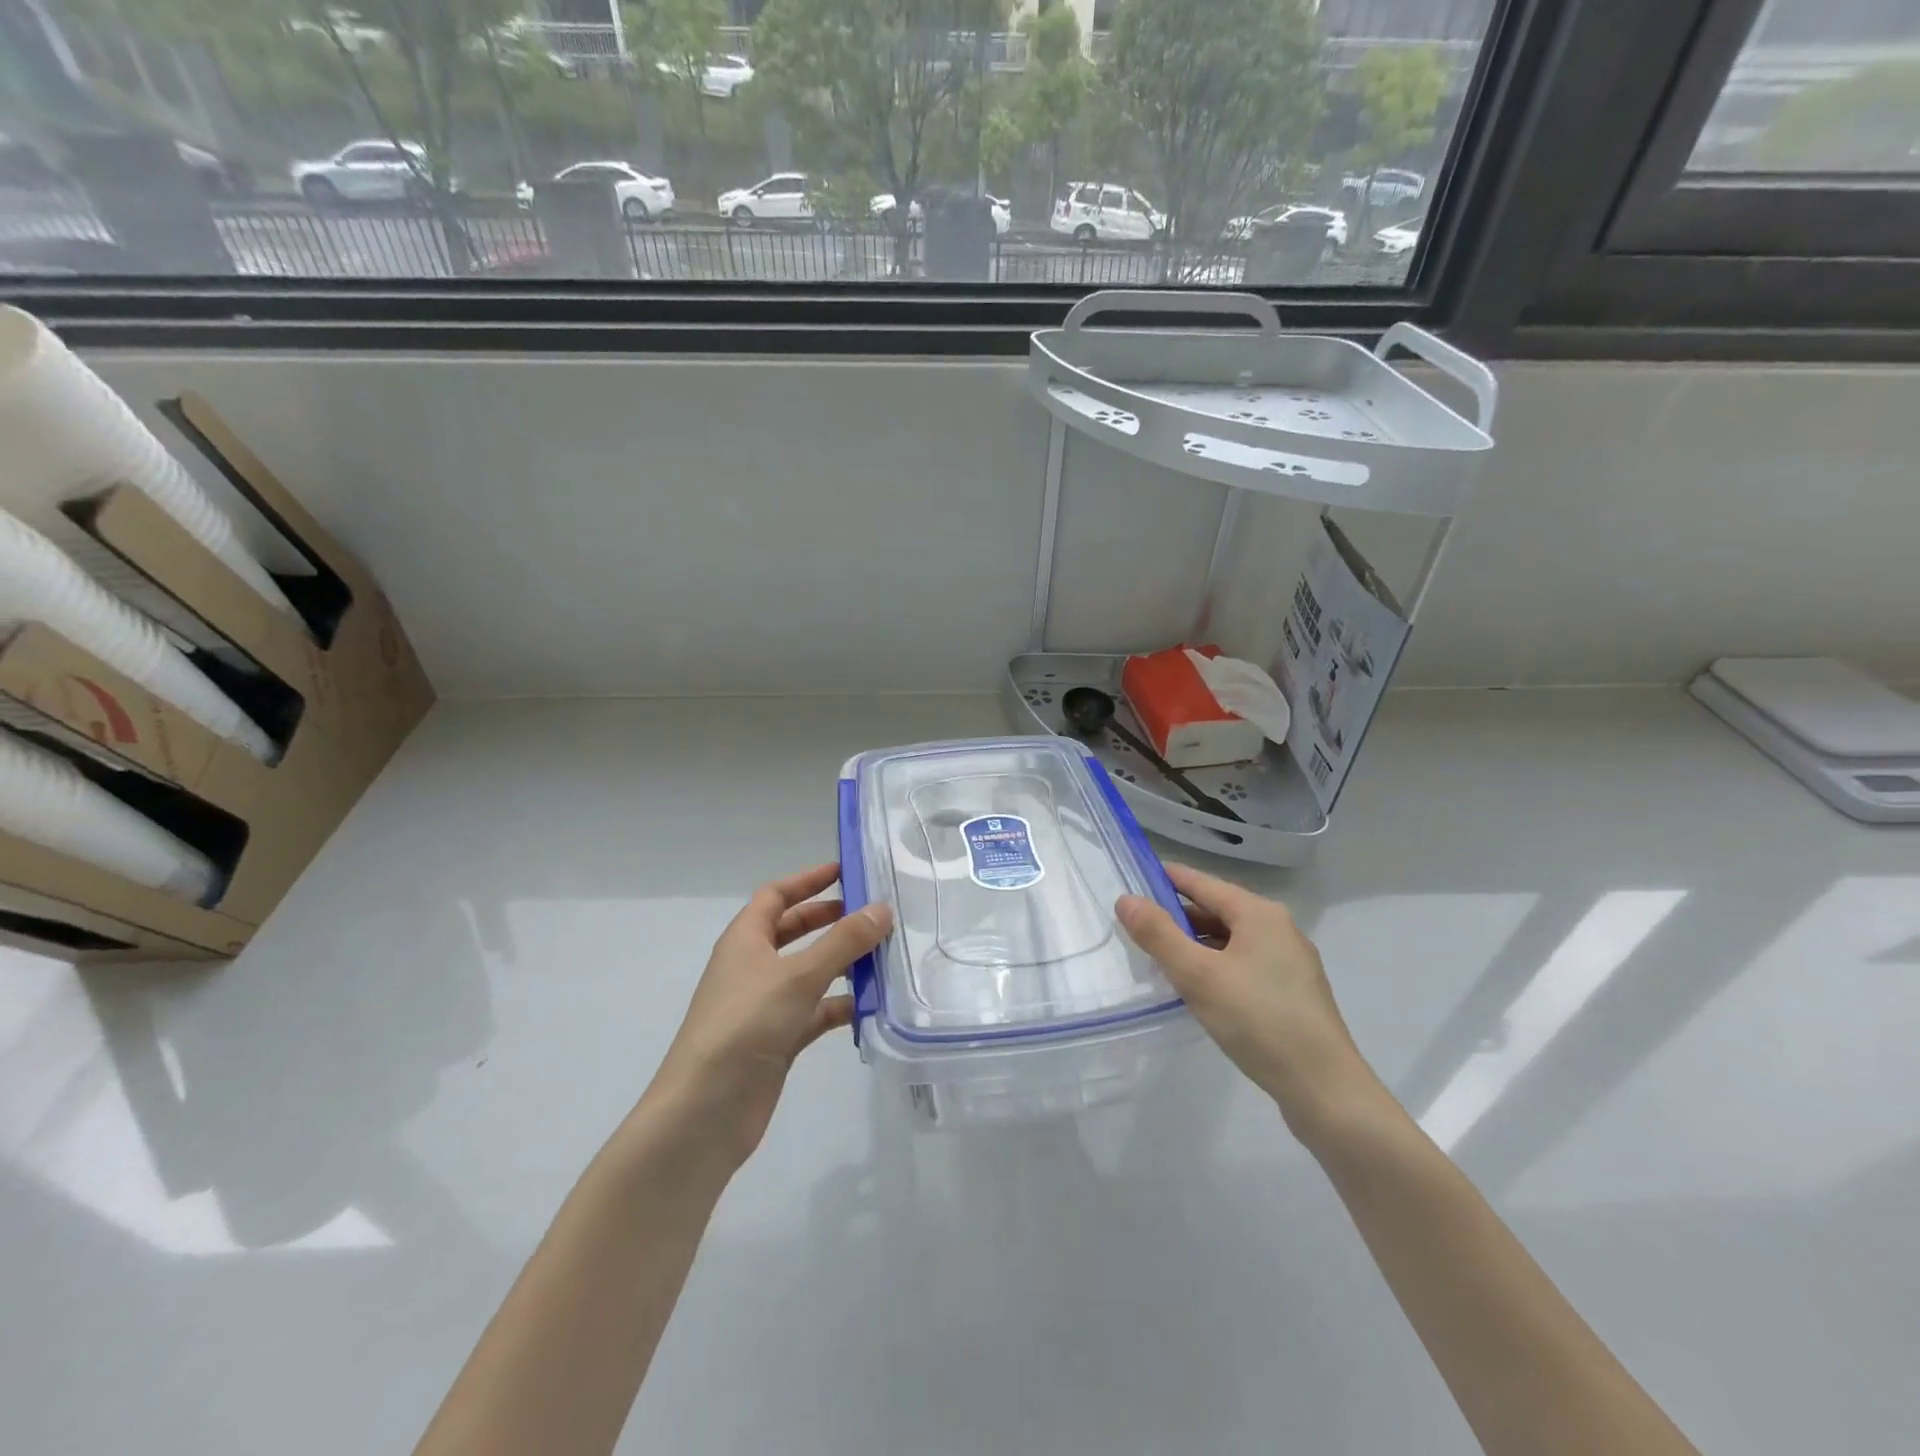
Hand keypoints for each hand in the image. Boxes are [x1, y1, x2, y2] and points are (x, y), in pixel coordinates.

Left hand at [648, 863, 891, 1168]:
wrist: (704, 1111)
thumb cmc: (745, 1025)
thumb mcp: (798, 975)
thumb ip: (843, 942)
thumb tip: (882, 909)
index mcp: (745, 939)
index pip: (776, 895)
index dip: (808, 880)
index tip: (846, 871)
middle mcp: (752, 966)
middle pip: (794, 931)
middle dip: (831, 920)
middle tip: (873, 914)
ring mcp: (764, 1005)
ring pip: (808, 972)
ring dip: (842, 964)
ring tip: (885, 957)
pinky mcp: (776, 1041)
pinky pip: (814, 1012)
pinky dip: (839, 1006)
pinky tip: (872, 1006)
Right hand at [1116, 864, 1383, 1139]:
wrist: (1324, 1089)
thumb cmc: (1258, 1021)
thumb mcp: (1197, 975)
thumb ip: (1158, 934)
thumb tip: (1126, 899)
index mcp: (1259, 913)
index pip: (1202, 883)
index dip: (1166, 880)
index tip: (1133, 880)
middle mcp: (1279, 929)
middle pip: (1218, 910)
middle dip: (1178, 916)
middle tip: (1138, 927)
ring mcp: (1290, 962)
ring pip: (1231, 940)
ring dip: (1196, 944)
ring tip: (1162, 959)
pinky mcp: (1293, 993)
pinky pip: (1244, 964)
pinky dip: (1216, 966)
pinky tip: (1199, 989)